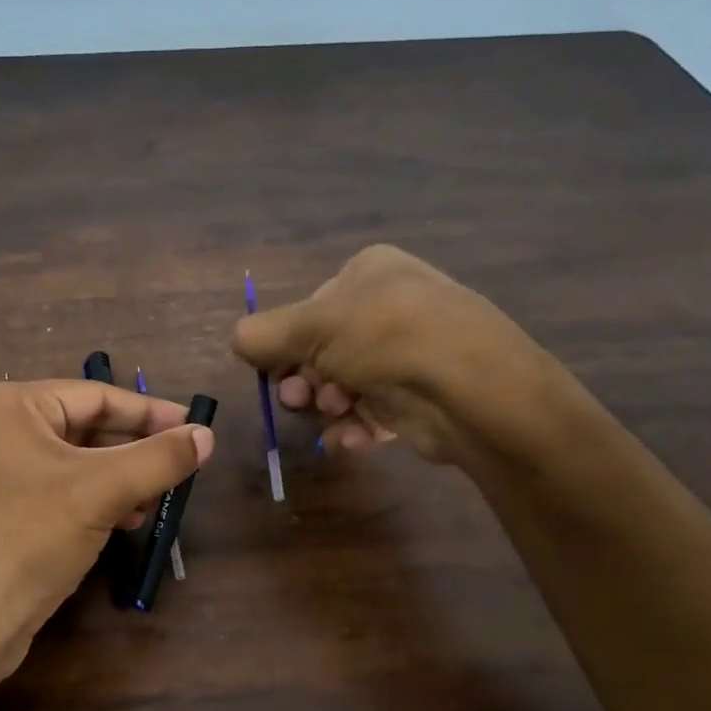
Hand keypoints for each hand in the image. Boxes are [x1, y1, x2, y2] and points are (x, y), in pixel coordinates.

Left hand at [0, 379, 213, 688]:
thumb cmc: (28, 538)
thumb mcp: (102, 491)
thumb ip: (159, 458)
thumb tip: (208, 435)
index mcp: (5, 405)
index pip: (94, 395)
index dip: (151, 412)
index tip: (195, 427)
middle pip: (80, 428)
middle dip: (133, 450)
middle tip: (180, 466)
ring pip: (67, 463)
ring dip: (116, 479)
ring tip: (156, 500)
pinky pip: (49, 491)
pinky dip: (88, 501)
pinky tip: (122, 521)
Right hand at [231, 244, 559, 471]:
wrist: (473, 390)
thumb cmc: (386, 339)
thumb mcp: (312, 327)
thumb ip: (262, 334)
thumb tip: (238, 341)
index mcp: (369, 272)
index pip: (308, 309)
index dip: (285, 345)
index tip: (274, 373)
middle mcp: (390, 306)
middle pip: (322, 350)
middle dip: (305, 380)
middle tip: (300, 400)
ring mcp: (408, 353)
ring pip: (342, 385)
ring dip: (327, 405)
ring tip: (335, 414)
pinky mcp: (419, 397)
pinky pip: (370, 412)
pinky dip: (354, 427)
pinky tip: (354, 438)